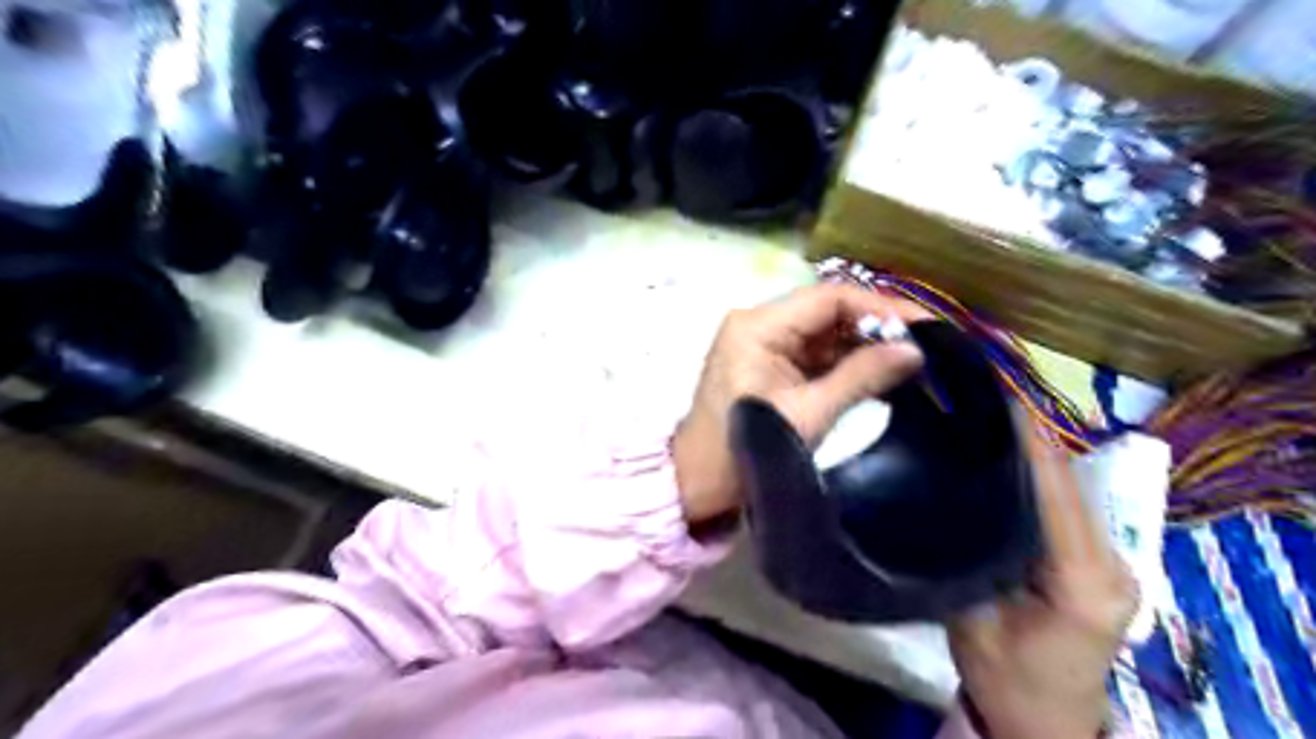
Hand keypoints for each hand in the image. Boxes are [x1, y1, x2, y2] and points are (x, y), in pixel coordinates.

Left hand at [678, 282, 922, 523]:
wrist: (700, 483)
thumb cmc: (747, 449)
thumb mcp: (809, 414)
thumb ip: (861, 377)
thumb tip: (915, 351)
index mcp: (758, 326)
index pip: (829, 298)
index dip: (881, 308)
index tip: (927, 325)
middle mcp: (759, 322)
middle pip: (828, 310)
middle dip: (877, 326)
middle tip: (927, 344)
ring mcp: (763, 342)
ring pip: (825, 331)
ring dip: (866, 344)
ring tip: (915, 359)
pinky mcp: (770, 363)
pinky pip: (816, 352)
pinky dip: (847, 362)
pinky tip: (883, 372)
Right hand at [947, 419, 1141, 736]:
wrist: (1044, 722)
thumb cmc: (1007, 679)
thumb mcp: (971, 620)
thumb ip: (962, 558)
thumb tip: (941, 496)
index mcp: (1083, 580)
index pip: (1056, 491)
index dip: (1028, 438)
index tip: (994, 393)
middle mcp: (1111, 562)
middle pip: (1069, 481)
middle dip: (1027, 432)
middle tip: (978, 393)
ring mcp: (1110, 560)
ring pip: (1069, 487)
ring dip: (1032, 447)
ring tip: (984, 412)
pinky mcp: (1096, 560)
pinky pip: (1065, 502)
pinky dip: (1036, 472)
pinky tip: (1002, 452)